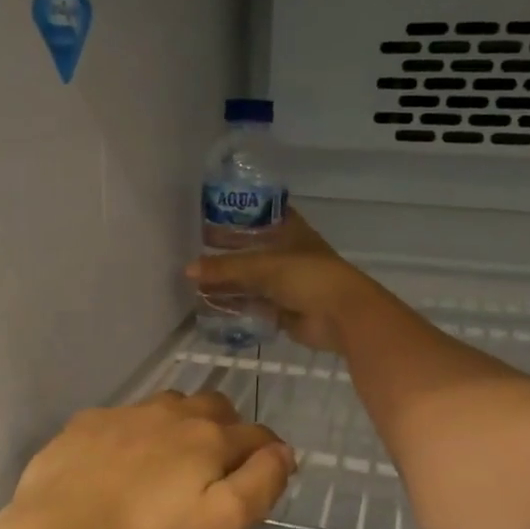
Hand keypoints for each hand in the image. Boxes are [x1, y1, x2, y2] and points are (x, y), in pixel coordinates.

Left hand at [0, 391, 294, 528]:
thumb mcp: (219, 525)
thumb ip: (260, 484)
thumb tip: (283, 451)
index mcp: (207, 437)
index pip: (257, 434)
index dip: (268, 454)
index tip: (263, 476)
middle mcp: (170, 413)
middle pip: (215, 407)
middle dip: (227, 430)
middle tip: (216, 468)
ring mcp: (123, 413)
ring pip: (168, 406)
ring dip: (181, 425)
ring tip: (169, 462)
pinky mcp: (86, 423)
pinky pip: (124, 418)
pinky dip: (135, 433)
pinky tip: (119, 464)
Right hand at [187, 207, 387, 352]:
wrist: (341, 315)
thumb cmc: (308, 276)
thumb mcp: (263, 265)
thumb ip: (225, 268)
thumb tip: (188, 270)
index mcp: (290, 231)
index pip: (261, 215)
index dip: (239, 214)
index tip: (211, 214)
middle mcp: (288, 254)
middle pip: (251, 250)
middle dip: (225, 253)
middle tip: (194, 251)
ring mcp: (286, 283)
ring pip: (250, 280)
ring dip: (227, 282)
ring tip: (195, 282)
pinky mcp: (283, 310)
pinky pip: (253, 305)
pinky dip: (235, 305)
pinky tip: (210, 305)